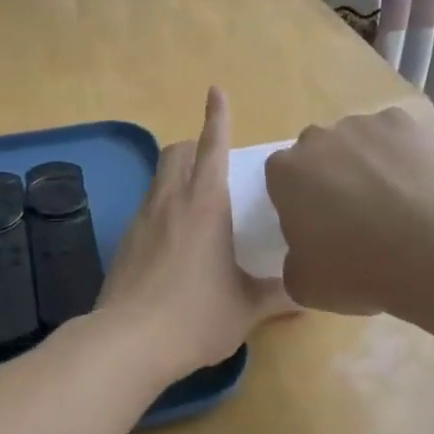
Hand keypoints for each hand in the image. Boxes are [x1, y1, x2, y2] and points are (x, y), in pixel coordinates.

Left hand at [98, 87, 293, 377]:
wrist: (128, 342)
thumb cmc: (196, 316)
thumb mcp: (247, 308)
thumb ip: (279, 294)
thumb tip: (308, 291)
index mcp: (204, 204)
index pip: (211, 146)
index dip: (217, 117)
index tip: (216, 90)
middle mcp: (169, 201)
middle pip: (175, 152)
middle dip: (193, 146)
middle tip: (213, 164)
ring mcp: (141, 220)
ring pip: (158, 179)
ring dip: (177, 177)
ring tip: (198, 205)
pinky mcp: (125, 243)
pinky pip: (147, 209)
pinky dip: (163, 209)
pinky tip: (175, 242)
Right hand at [265, 100, 433, 316]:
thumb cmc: (364, 271)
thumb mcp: (306, 287)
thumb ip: (293, 261)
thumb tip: (304, 253)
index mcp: (287, 171)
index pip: (282, 178)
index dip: (300, 202)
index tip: (319, 227)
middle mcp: (323, 136)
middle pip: (322, 153)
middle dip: (334, 176)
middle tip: (359, 216)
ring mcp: (372, 123)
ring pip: (365, 142)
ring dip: (374, 164)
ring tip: (403, 204)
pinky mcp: (419, 120)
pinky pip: (408, 138)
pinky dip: (414, 157)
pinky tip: (432, 188)